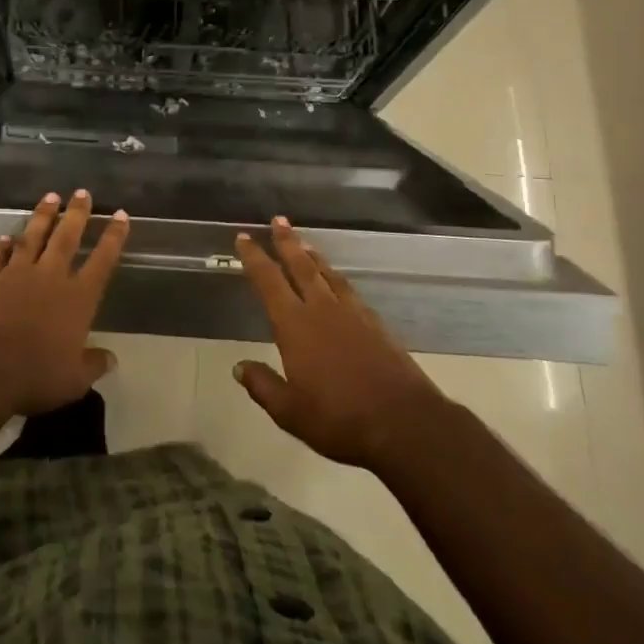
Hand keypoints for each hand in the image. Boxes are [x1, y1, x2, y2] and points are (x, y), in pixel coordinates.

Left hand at [0, 190, 129, 415]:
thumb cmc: (35, 374)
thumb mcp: (74, 380)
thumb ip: (93, 364)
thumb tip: (111, 358)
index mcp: (78, 298)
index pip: (102, 261)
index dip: (114, 238)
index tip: (121, 215)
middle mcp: (51, 277)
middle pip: (67, 238)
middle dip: (77, 214)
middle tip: (82, 192)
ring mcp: (17, 275)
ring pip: (33, 237)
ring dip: (43, 216)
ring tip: (50, 196)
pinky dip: (3, 246)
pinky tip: (5, 237)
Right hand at [234, 217, 446, 470]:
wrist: (405, 423)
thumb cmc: (339, 419)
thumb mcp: (290, 412)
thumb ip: (263, 386)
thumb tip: (239, 367)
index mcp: (295, 325)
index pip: (269, 282)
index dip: (255, 258)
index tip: (244, 237)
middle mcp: (322, 310)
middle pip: (301, 266)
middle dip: (287, 242)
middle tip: (279, 220)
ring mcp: (353, 314)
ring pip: (328, 275)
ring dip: (314, 257)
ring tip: (306, 244)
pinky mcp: (376, 325)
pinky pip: (349, 290)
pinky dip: (337, 279)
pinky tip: (338, 283)